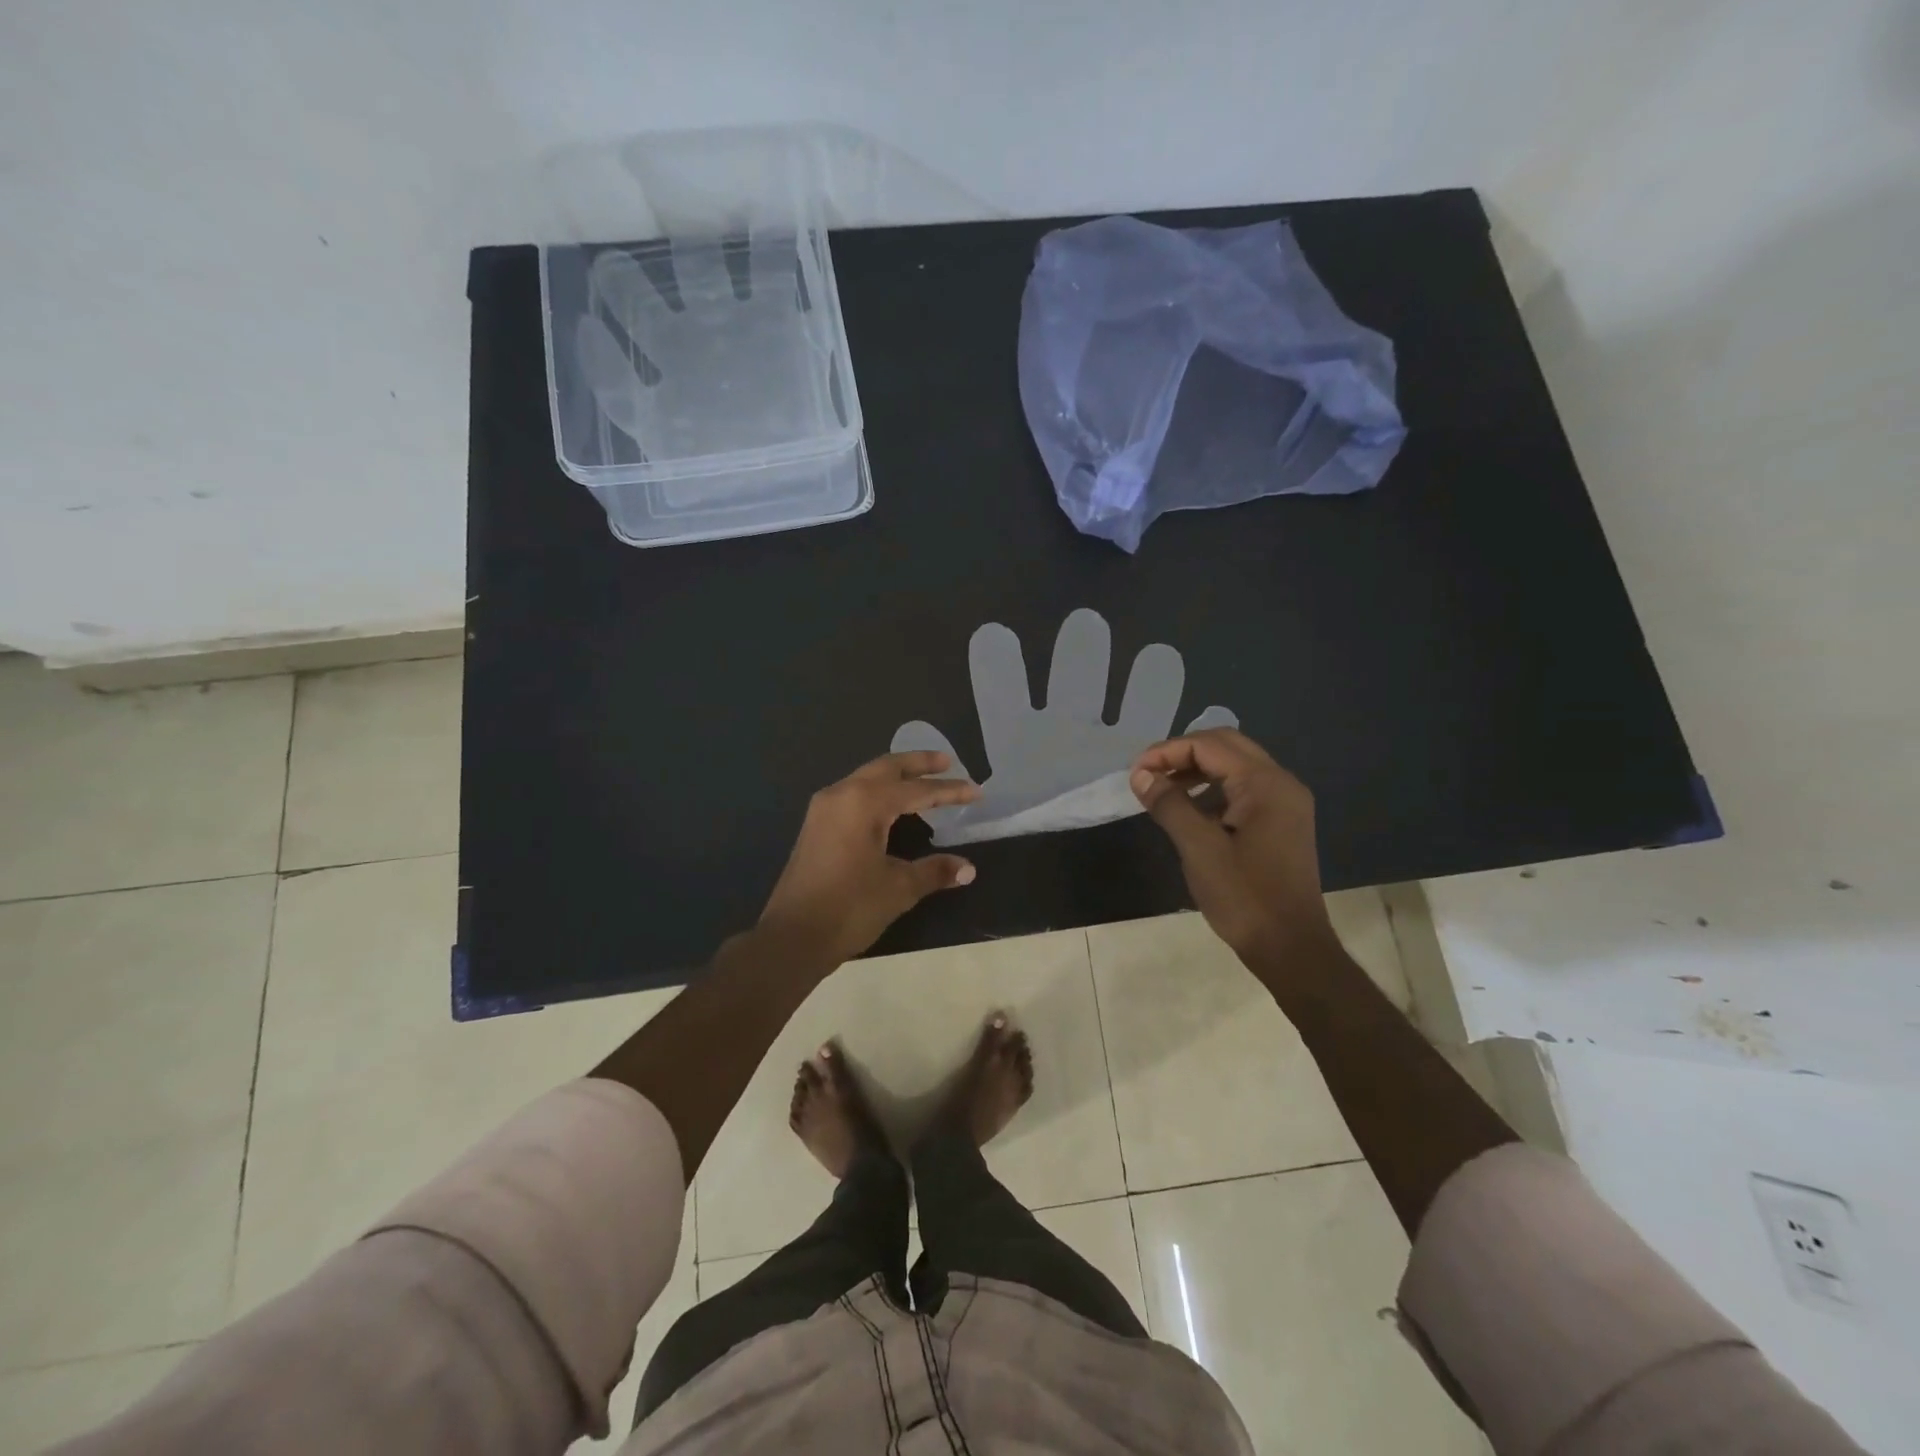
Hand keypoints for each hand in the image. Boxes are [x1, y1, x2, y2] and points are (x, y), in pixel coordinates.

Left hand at [758, 751, 980, 965]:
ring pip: (867, 778)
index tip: (976, 791)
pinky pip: (853, 793)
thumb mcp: (899, 888)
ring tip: (923, 780)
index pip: (917, 790)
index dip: (949, 791)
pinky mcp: (816, 825)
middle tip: (947, 762)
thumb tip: (969, 869)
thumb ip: (934, 871)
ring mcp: (824, 808)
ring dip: (896, 775)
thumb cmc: (849, 908)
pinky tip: (892, 806)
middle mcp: (842, 794)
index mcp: (864, 802)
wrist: (792, 937)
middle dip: (918, 763)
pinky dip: (878, 791)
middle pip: (887, 767)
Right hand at [1129, 729, 1333, 964]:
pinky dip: (1212, 789)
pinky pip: (1243, 789)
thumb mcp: (1199, 849)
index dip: (1167, 752)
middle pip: (1225, 746)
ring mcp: (1284, 803)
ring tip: (1161, 790)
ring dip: (1196, 770)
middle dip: (1182, 754)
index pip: (1209, 745)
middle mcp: (1281, 783)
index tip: (1135, 773)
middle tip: (1148, 774)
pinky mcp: (1281, 822)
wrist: (1290, 948)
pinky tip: (1188, 809)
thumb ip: (1169, 804)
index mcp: (1265, 784)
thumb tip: (1141, 775)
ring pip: (1234, 766)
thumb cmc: (1244, 897)